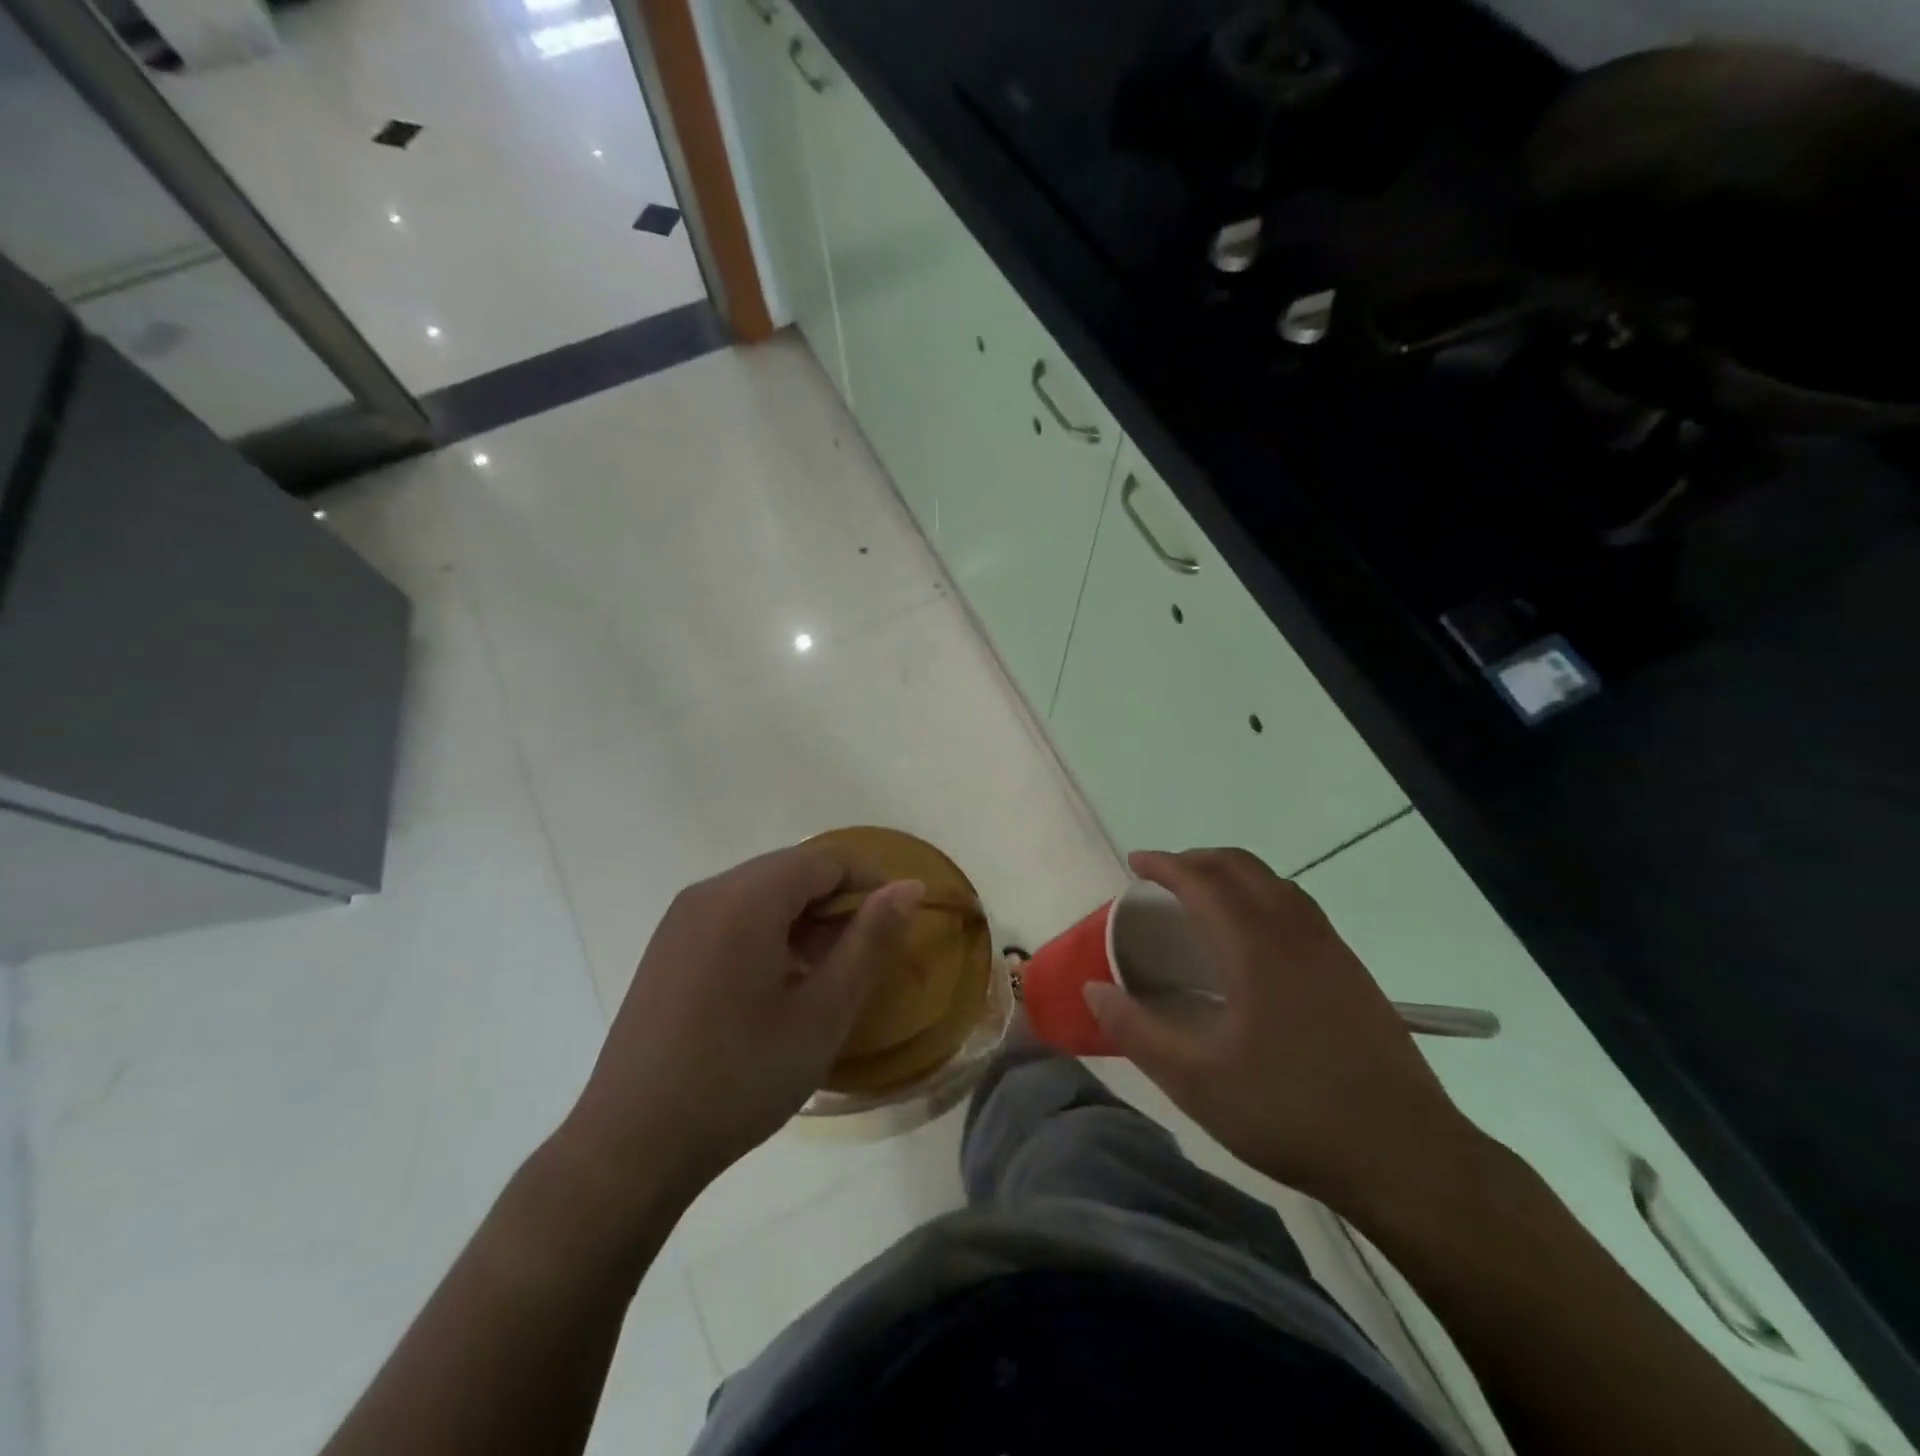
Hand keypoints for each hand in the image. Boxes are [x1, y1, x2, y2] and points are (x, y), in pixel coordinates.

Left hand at [561, 845, 922, 1208]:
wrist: (630, 1147)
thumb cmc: (740, 1077)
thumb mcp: (823, 1013)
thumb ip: (871, 941)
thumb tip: (908, 887)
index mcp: (747, 898)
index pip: (826, 859)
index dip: (871, 881)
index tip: (897, 926)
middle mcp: (709, 892)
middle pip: (792, 870)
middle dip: (837, 902)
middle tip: (862, 957)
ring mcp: (681, 920)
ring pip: (762, 893)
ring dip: (804, 919)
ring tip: (824, 976)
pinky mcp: (667, 949)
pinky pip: (732, 917)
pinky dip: (769, 933)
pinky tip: (777, 987)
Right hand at [1084, 847, 1482, 1213]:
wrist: (1406, 1156)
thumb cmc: (1291, 1114)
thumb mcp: (1196, 1082)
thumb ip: (1137, 1031)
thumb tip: (1093, 990)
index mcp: (1254, 947)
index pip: (1201, 881)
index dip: (1164, 864)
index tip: (1134, 863)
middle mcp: (1294, 932)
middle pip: (1241, 867)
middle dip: (1197, 860)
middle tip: (1162, 878)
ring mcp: (1330, 949)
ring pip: (1275, 883)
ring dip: (1233, 875)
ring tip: (1203, 899)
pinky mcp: (1352, 971)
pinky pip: (1298, 907)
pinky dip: (1263, 896)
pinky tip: (1254, 939)